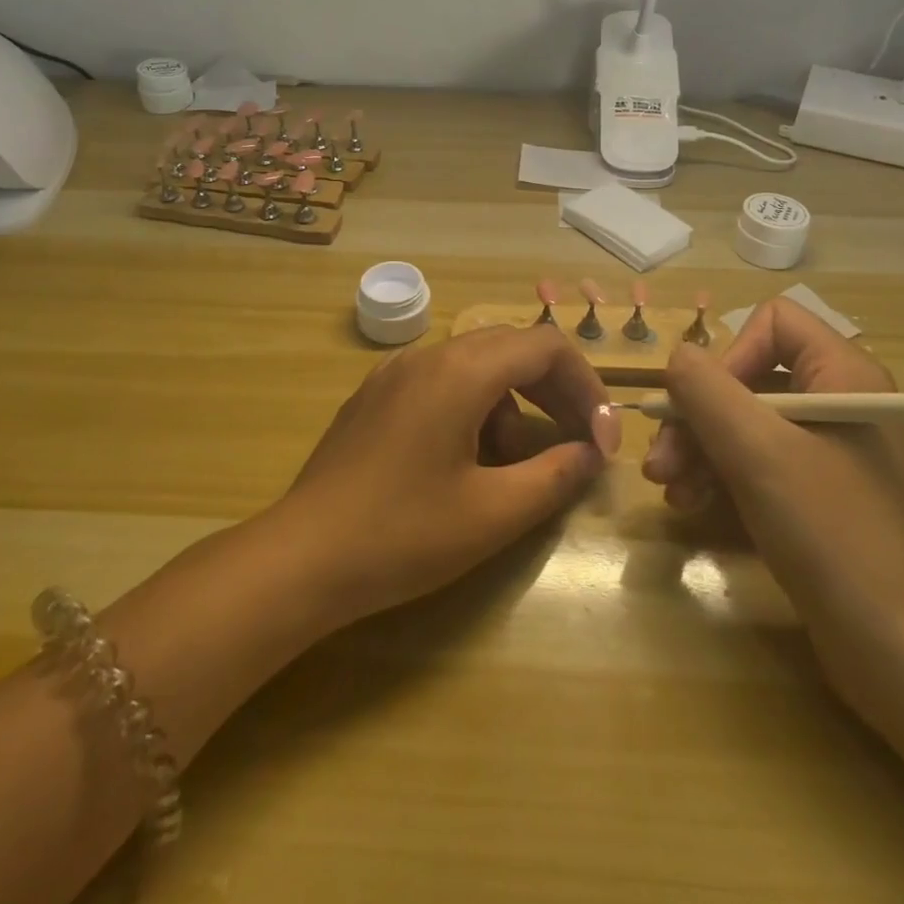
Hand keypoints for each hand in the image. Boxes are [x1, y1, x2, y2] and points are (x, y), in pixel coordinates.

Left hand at [277, 325, 620, 625]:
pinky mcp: (375, 395)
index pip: (545, 346)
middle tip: (578, 444)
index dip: (586, 386)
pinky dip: (473, 407)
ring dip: (511, 404)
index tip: (600, 440)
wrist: (302, 557)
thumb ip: (554, 476)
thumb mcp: (492, 513)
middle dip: (554, 392)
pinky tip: (465, 460)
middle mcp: (428, 355)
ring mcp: (395, 372)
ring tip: (514, 466)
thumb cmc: (403, 534)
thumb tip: (590, 454)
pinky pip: (441, 382)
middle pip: (511, 349)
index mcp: (461, 371)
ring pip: (476, 366)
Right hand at [645, 299, 903, 712]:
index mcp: (843, 374)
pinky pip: (756, 462)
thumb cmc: (833, 536)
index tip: (702, 407)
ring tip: (669, 491)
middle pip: (747, 377)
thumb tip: (676, 357)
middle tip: (659, 462)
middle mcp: (837, 401)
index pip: (771, 323)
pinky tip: (691, 506)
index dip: (729, 356)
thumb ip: (706, 390)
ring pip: (743, 422)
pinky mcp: (817, 495)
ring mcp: (828, 452)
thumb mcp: (758, 452)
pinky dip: (719, 477)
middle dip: (696, 416)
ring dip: (698, 450)